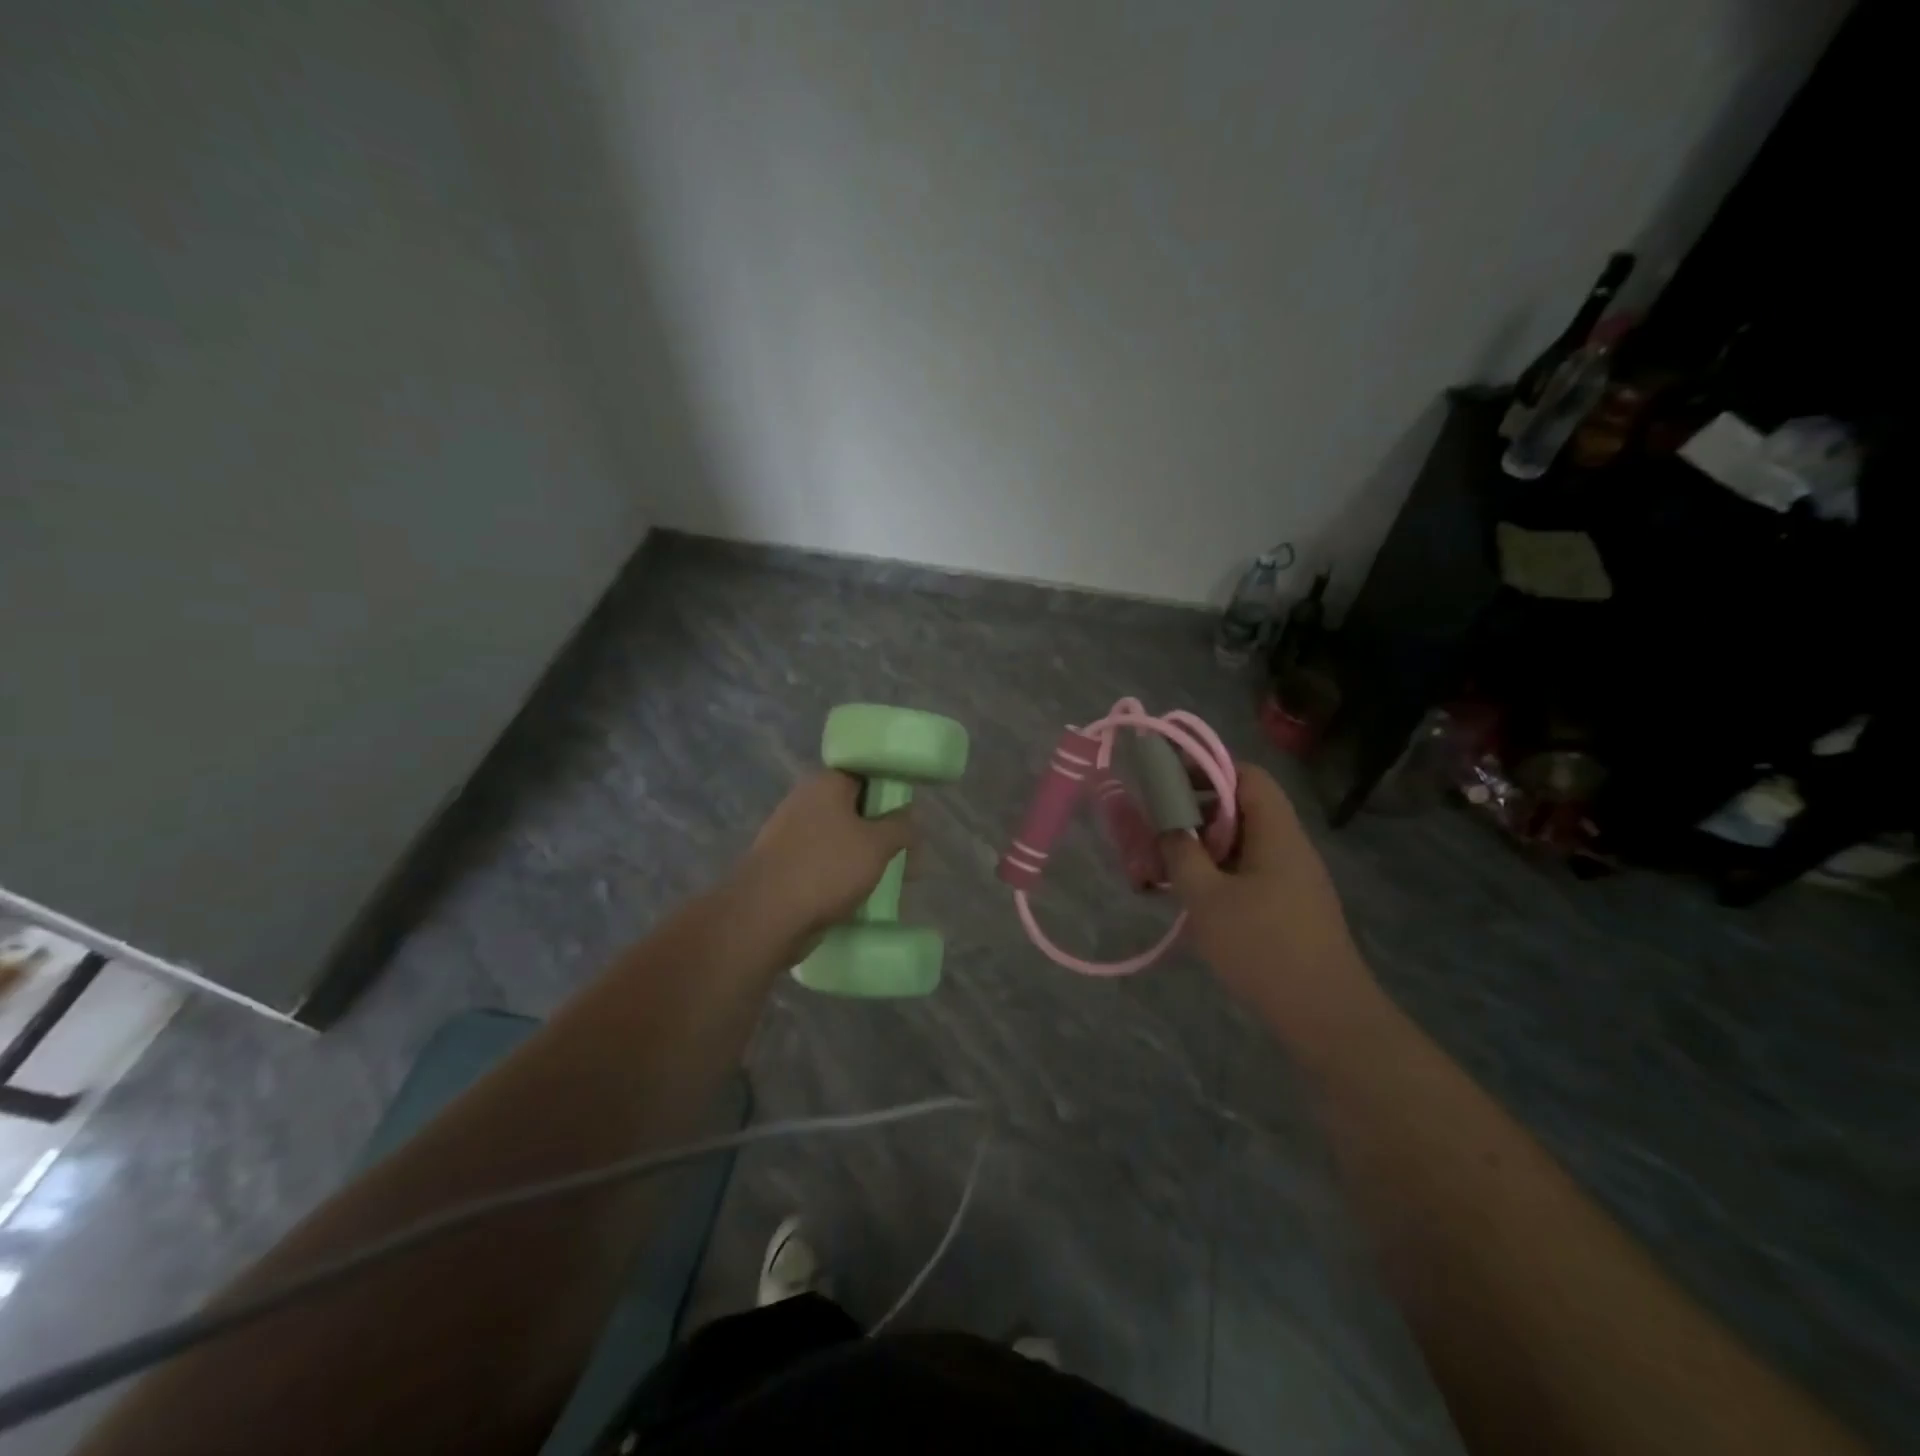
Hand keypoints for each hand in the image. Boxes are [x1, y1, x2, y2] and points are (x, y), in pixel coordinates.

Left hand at [734, 772, 914, 945]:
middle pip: (855, 809)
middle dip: (882, 831)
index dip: (891, 791)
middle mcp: (805, 801)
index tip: (910, 814)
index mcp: (825, 784)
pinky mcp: (784, 865)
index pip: (866, 774)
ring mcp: (790, 834)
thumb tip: (909, 816)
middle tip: (908, 856)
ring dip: (865, 856)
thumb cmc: (826, 869)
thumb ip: (900, 826)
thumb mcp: (877, 845)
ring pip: (841, 839)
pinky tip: (861, 895)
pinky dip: (844, 874)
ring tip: (892, 881)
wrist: (765, 917)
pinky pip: (824, 862)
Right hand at [1162, 764, 1378, 1044]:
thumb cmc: (1262, 947)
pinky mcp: (1289, 907)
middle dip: (1195, 813)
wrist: (1324, 1015)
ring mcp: (1292, 879)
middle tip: (1157, 831)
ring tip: (1164, 869)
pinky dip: (1216, 875)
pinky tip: (1191, 900)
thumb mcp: (1206, 897)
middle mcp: (1288, 847)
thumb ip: (1180, 853)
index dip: (1207, 768)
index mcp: (1276, 832)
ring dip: (1202, 849)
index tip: (1168, 780)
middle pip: (1241, 809)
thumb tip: (1167, 826)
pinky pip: (1247, 873)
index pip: (1246, 775)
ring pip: (1241, 844)